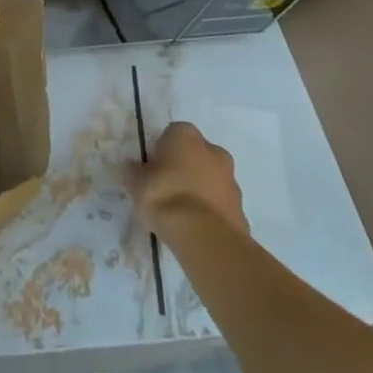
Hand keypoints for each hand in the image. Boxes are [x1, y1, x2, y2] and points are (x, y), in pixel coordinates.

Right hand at [128, 121, 248, 236]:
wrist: (205, 238)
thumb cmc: (165, 196)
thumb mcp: (135, 182)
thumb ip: (133, 171)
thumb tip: (131, 167)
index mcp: (186, 135)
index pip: (171, 134)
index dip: (161, 150)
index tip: (152, 168)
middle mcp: (213, 151)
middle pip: (196, 154)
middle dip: (185, 167)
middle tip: (167, 188)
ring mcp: (231, 181)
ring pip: (211, 179)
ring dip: (200, 189)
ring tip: (181, 213)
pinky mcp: (242, 210)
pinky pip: (220, 204)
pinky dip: (211, 211)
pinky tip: (196, 228)